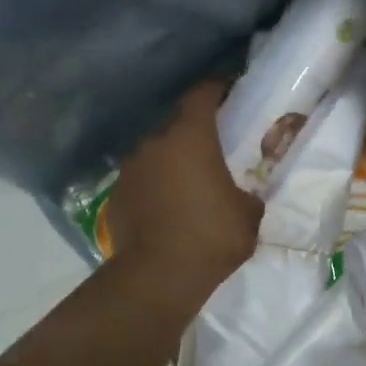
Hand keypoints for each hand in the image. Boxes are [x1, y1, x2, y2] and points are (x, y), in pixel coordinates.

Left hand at [109, 82, 262, 304]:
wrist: (159, 276)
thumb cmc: (212, 236)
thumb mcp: (249, 215)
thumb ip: (248, 194)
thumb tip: (244, 195)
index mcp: (191, 137)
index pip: (201, 95)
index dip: (216, 89)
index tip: (228, 91)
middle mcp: (155, 143)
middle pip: (176, 125)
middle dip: (194, 133)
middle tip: (213, 150)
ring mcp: (130, 169)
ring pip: (156, 154)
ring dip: (172, 162)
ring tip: (189, 184)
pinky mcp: (117, 195)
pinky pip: (142, 181)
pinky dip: (155, 187)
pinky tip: (167, 209)